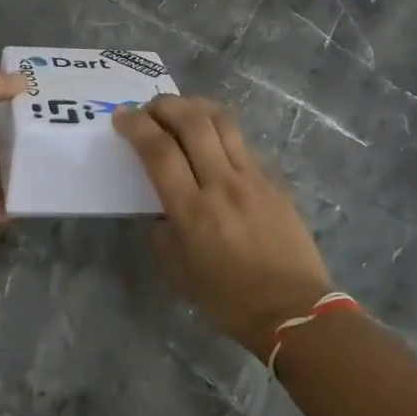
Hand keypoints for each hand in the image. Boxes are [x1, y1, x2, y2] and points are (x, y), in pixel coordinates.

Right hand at [114, 95, 335, 356]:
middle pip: (192, 122)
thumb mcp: (179, 271)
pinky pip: (242, 142)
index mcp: (192, 210)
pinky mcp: (273, 180)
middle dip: (164, 105)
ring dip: (195, 106)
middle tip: (149, 107)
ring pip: (222, 121)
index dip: (136, 126)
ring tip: (181, 108)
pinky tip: (212, 136)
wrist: (294, 310)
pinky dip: (220, 128)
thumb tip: (162, 207)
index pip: (158, 151)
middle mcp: (222, 184)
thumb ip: (163, 231)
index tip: (122, 116)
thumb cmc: (229, 299)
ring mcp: (252, 178)